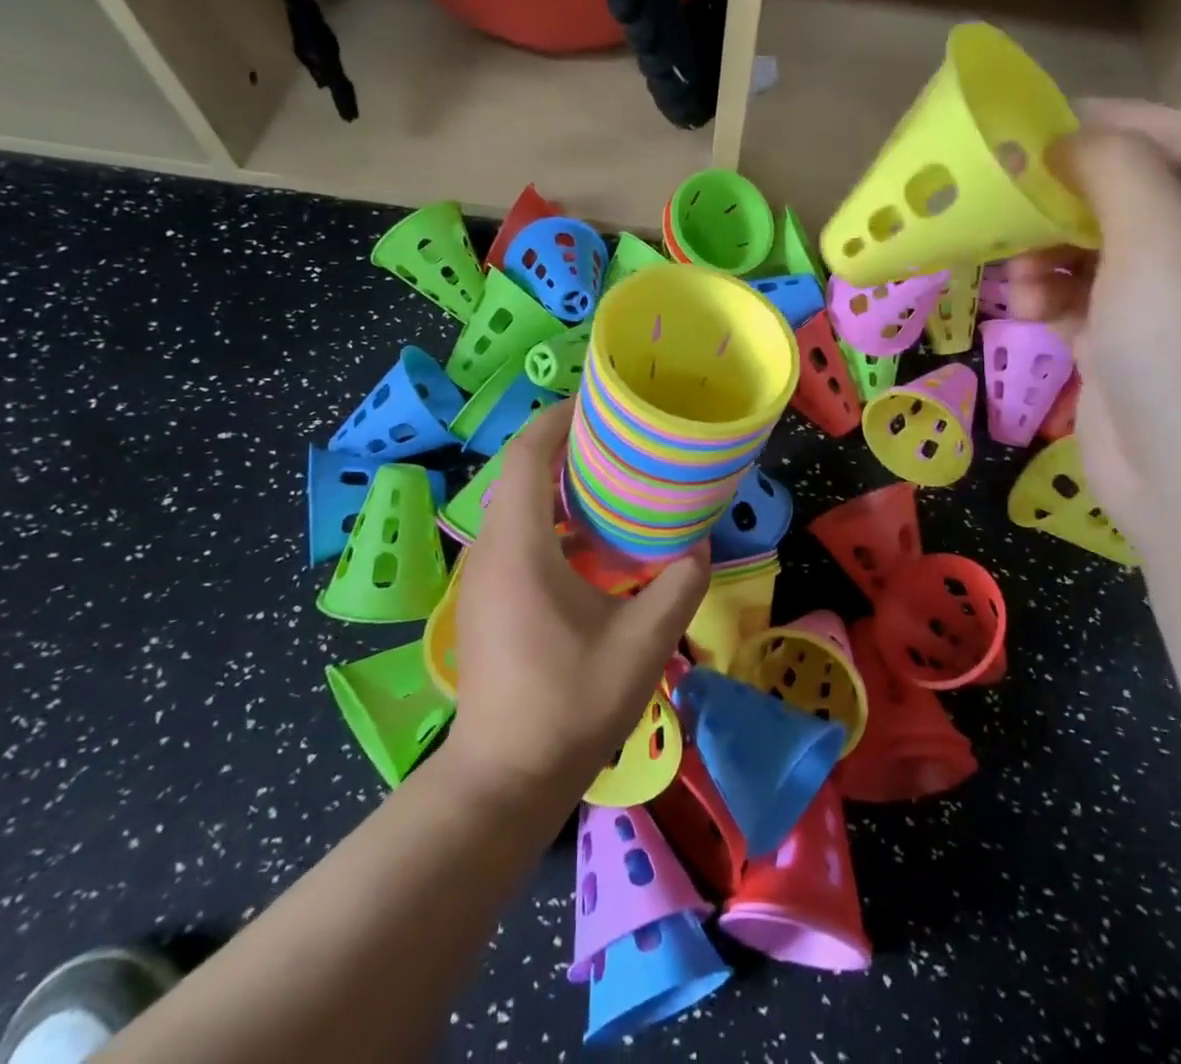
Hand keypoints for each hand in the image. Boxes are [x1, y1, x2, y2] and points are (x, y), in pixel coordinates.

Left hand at [446, 404, 709, 801]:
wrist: (504, 778)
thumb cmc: (569, 704)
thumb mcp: (642, 644)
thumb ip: (678, 586)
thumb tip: (699, 547)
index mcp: (518, 547)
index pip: (526, 456)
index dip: (557, 419)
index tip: (596, 401)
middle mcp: (490, 550)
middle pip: (518, 473)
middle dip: (563, 446)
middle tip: (618, 436)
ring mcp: (481, 577)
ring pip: (515, 505)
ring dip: (556, 484)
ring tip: (610, 477)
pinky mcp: (485, 599)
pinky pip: (515, 535)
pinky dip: (549, 519)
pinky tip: (590, 540)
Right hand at [1001, 99, 1180, 554]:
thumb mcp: (1166, 241)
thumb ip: (1119, 170)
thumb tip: (1072, 140)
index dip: (1112, 123)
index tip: (1036, 121)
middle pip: (1133, 198)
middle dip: (1066, 197)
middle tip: (1005, 197)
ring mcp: (1176, 311)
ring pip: (1098, 252)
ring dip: (1049, 253)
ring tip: (1015, 273)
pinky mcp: (1130, 352)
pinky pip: (1082, 301)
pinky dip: (1050, 297)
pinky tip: (1025, 309)